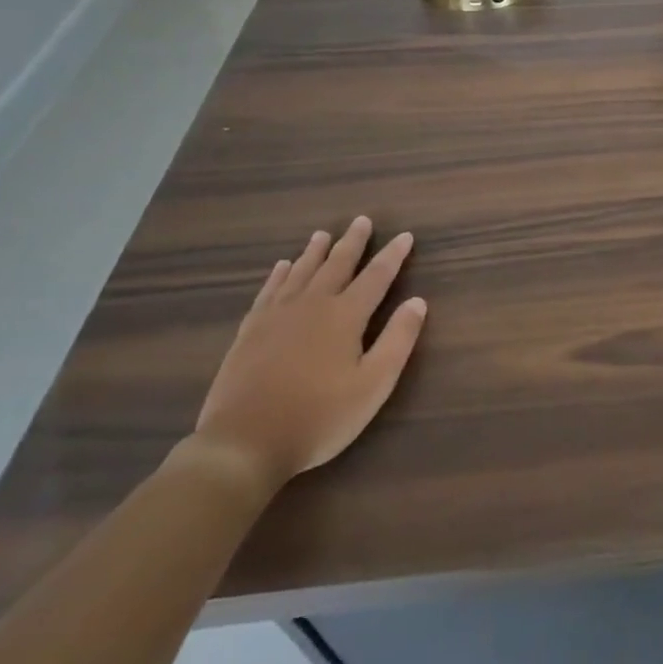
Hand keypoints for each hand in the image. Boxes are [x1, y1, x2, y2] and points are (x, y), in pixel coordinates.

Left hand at [193, 218, 425, 490]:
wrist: (244, 443)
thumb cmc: (319, 417)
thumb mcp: (373, 385)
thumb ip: (398, 340)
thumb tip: (418, 302)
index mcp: (345, 316)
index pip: (376, 276)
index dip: (393, 255)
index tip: (405, 236)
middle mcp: (312, 305)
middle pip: (336, 265)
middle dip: (352, 242)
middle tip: (362, 220)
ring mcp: (277, 316)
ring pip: (301, 272)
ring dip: (315, 252)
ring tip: (323, 235)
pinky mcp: (250, 331)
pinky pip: (269, 291)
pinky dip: (278, 275)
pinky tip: (282, 267)